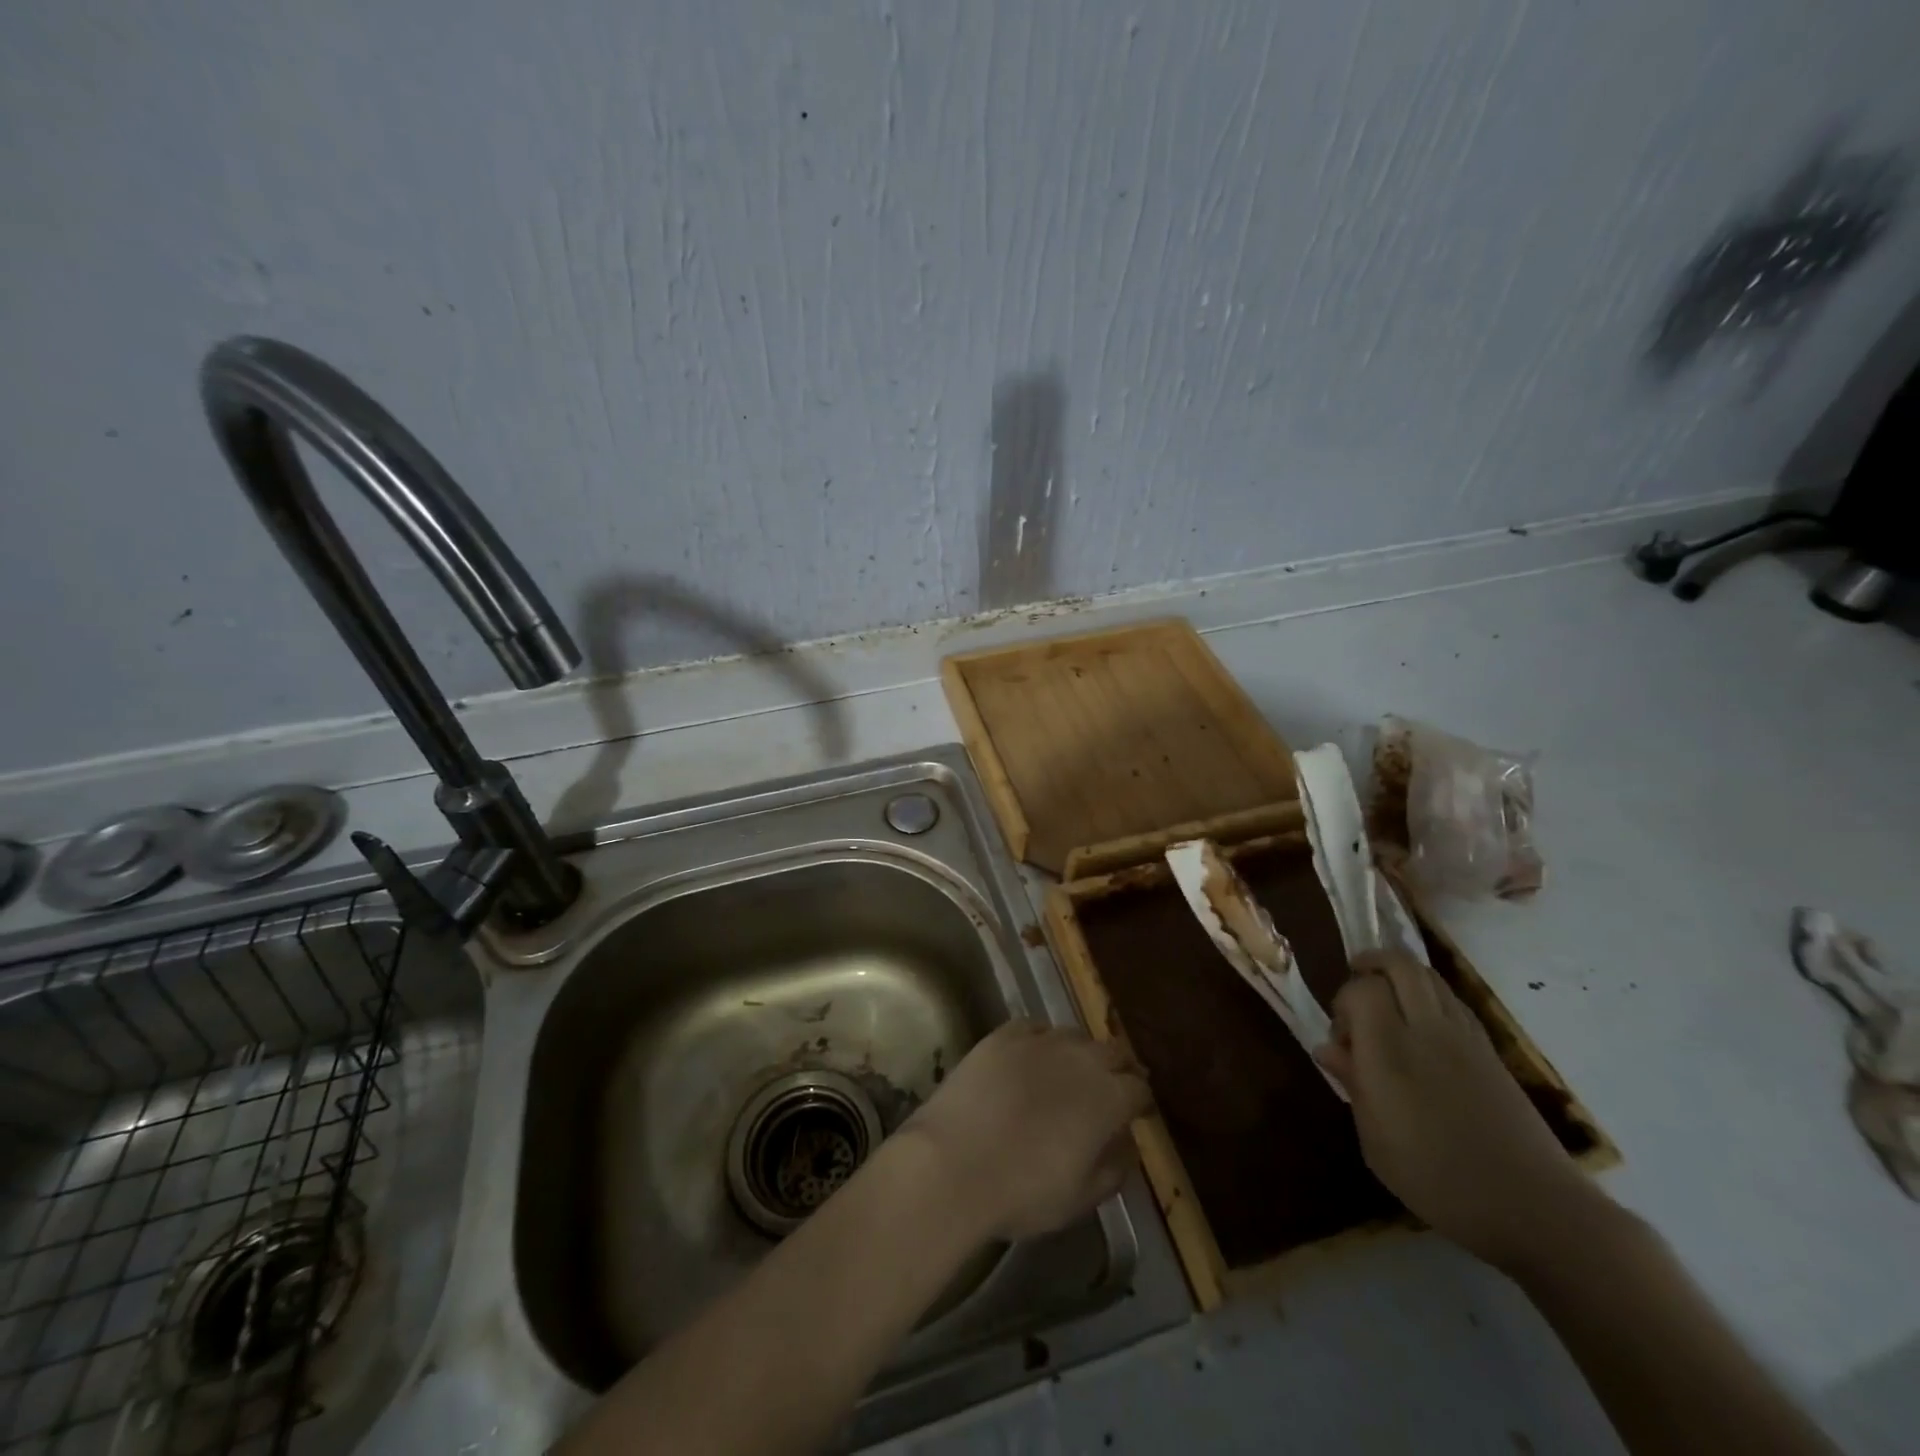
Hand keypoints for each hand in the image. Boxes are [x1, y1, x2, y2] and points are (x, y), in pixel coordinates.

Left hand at [898, 1021, 1151, 1241]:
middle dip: (1118, 1068)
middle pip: (1113, 1051)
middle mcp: (1080, 1059)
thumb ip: (1114, 1167)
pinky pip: (1034, 1027)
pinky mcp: (1002, 1035)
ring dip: (1081, 1052)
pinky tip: (1034, 1055)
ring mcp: (1039, 1041)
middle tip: (1111, 1088)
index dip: (1140, 1102)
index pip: (1139, 1088)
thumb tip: (1128, 1144)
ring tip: (1070, 1071)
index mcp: (1108, 1098)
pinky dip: (1042, 1039)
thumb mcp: (1082, 1198)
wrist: (953, 1164)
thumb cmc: (1023, 1191)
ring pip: (1074, 1035)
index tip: (1136, 1114)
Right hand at [1315, 950, 1595, 1272]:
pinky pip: (1453, 1001)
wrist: (1534, 1207)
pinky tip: (1422, 1026)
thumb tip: (1328, 1048)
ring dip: (1402, 976)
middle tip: (1357, 980)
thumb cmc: (1438, 1180)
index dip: (1343, 1002)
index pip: (1362, 990)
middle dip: (1373, 962)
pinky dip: (1430, 996)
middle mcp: (1427, 1030)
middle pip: (1400, 965)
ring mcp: (1465, 1037)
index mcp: (1390, 1051)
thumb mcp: (1376, 1141)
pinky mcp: (1491, 1050)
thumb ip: (1352, 1083)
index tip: (1341, 1038)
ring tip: (1388, 998)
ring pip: (1430, 976)